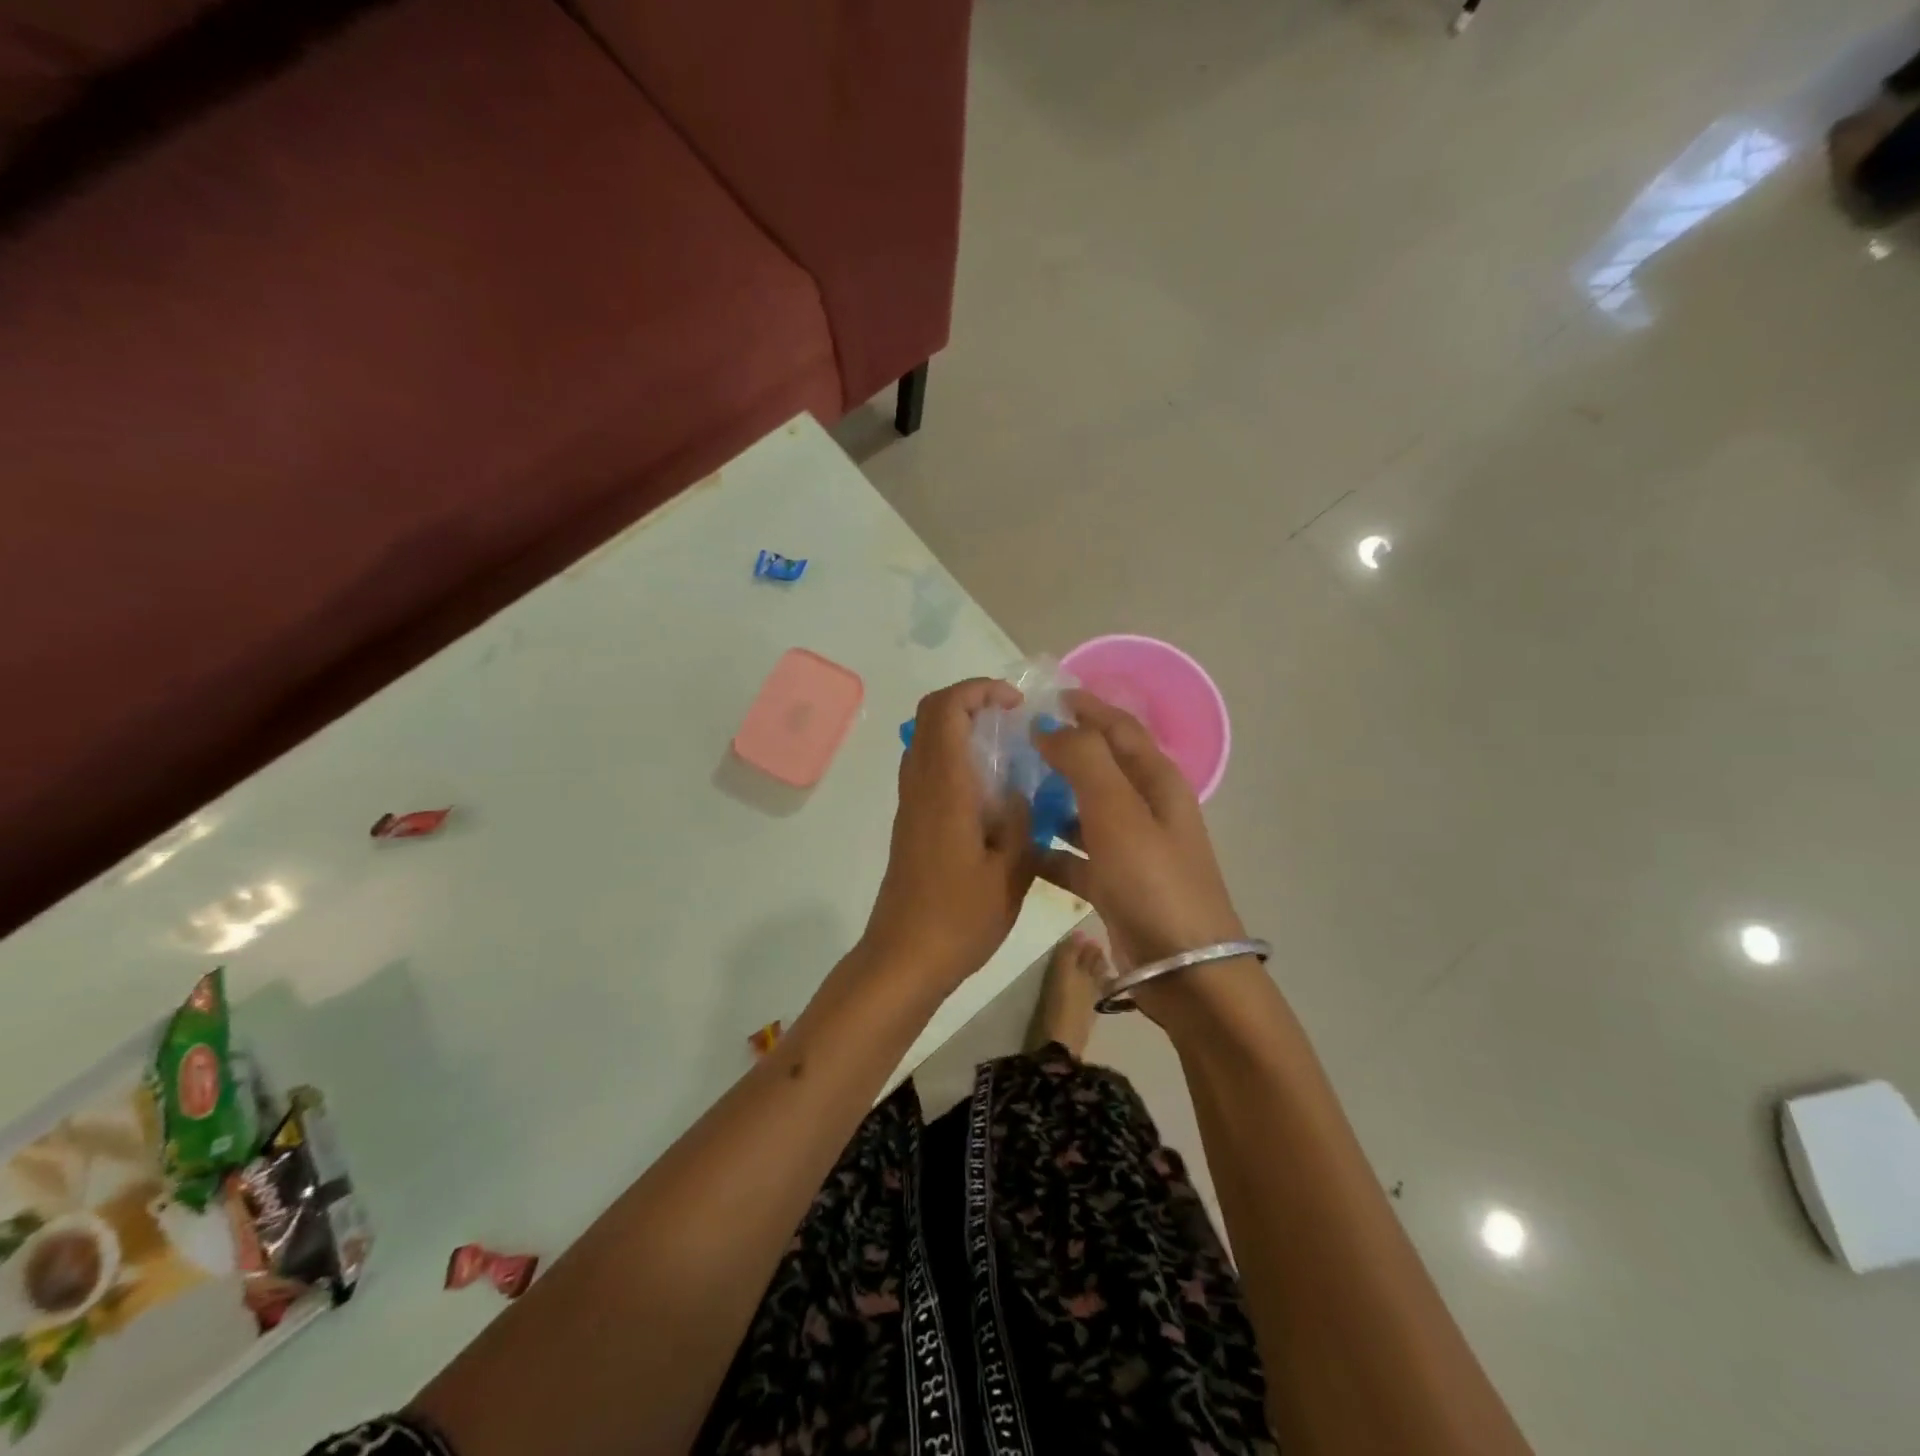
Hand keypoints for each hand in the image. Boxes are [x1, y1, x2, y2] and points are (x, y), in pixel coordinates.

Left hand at [860, 679, 1037, 991]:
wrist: (904, 958)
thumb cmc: (959, 918)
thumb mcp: (1010, 872)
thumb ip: (1022, 822)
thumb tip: (1022, 793)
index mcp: (944, 788)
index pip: (945, 710)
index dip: (977, 690)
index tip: (1015, 704)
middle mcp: (920, 785)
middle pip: (930, 715)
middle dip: (970, 701)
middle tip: (1011, 718)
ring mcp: (910, 804)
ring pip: (925, 740)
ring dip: (961, 728)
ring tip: (1006, 749)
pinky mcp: (910, 823)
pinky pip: (928, 768)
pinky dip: (956, 756)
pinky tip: (990, 791)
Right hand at [1032, 690, 1245, 974]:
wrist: (1184, 971)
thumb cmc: (1153, 881)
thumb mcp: (1118, 811)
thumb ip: (1084, 759)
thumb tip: (1052, 726)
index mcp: (1157, 781)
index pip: (1120, 728)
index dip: (1087, 707)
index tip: (1046, 695)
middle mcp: (1146, 808)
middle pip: (1101, 766)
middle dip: (1063, 751)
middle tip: (1015, 742)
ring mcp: (1131, 848)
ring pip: (1084, 810)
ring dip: (1052, 798)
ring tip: (1008, 790)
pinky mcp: (1115, 884)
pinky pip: (1076, 855)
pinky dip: (1051, 848)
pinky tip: (1019, 848)